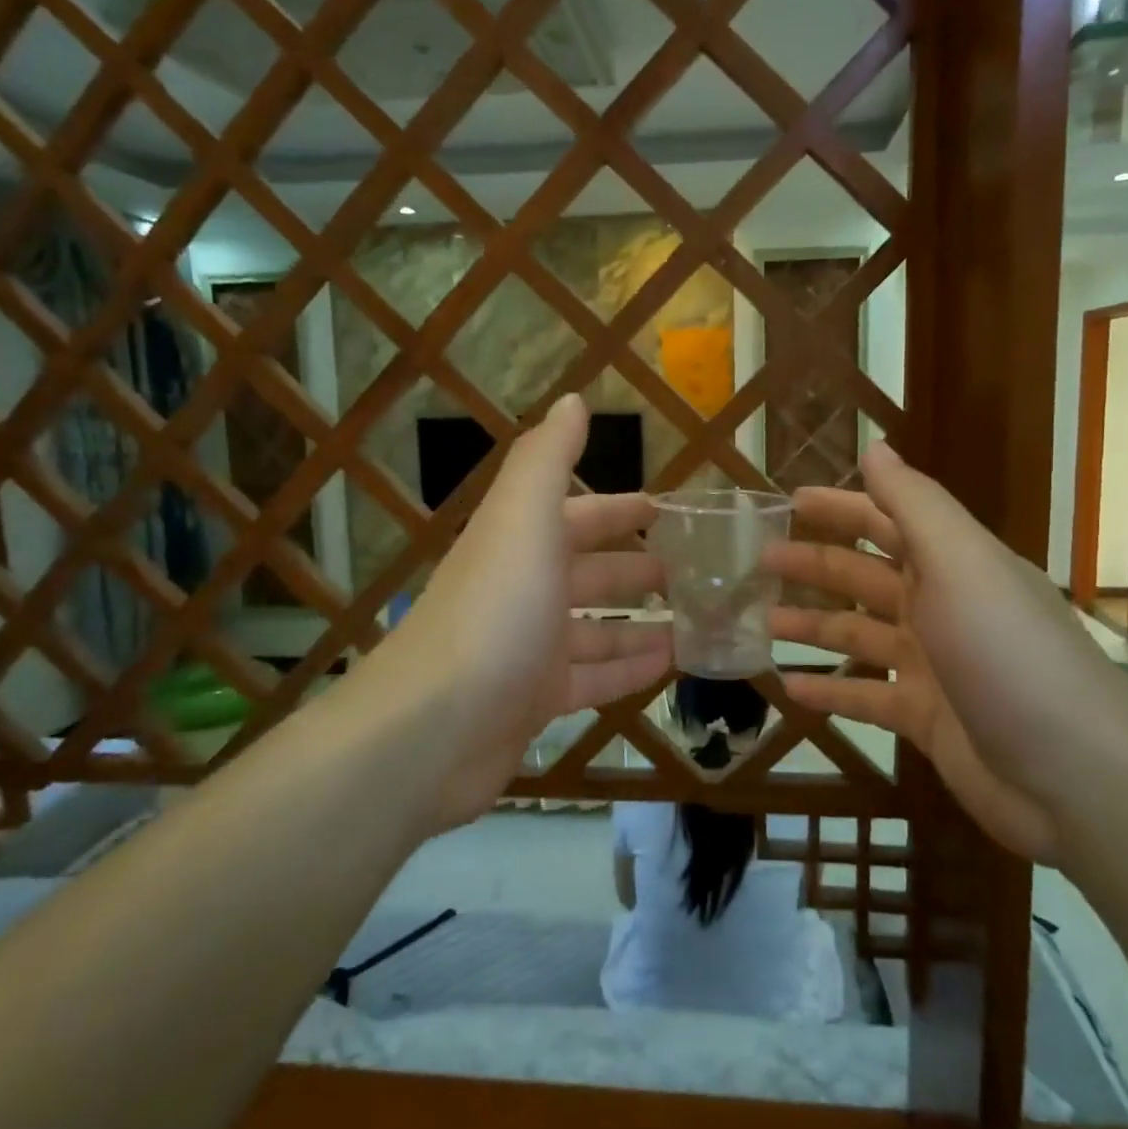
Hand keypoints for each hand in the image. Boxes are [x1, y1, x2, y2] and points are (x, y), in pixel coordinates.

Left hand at [377, 395, 671, 830]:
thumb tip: (572, 400)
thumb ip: (547, 458)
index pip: (578, 516)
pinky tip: (669, 666)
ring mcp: (528, 651)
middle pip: (590, 574)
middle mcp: (523, 592)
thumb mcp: (523, 519)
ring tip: (694, 621)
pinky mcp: (534, 703)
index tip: (666, 510)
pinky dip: (629, 669)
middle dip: (637, 569)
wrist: (433, 728)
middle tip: (694, 572)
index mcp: (520, 544)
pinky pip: (593, 679)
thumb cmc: (494, 611)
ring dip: (640, 623)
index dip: (620, 510)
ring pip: (596, 630)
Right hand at [766, 443, 1127, 862]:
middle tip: (758, 561)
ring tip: (761, 623)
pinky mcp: (925, 718)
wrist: (1074, 776)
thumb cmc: (1007, 653)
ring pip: (857, 635)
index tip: (788, 501)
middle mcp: (941, 606)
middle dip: (813, 565)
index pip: (886, 520)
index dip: (840, 507)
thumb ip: (914, 504)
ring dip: (811, 625)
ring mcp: (932, 665)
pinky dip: (828, 691)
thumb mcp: (962, 562)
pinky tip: (788, 688)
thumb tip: (875, 448)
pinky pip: (864, 697)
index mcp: (953, 563)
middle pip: (864, 576)